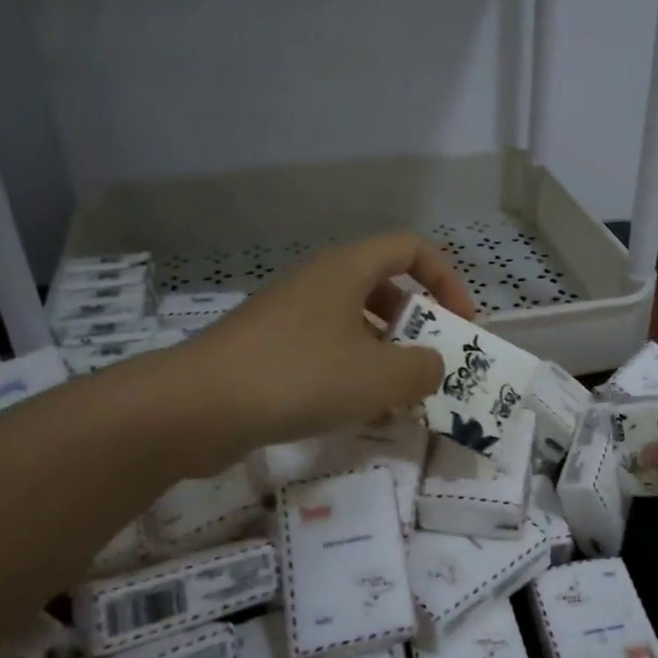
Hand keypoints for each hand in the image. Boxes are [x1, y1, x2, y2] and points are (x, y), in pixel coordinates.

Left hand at [183, 232, 475, 455]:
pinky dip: (351, 370)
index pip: (412, 248)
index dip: (446, 279)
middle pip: (384, 284)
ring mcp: (290, 314)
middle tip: (430, 361)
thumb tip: (430, 366)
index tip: (460, 323)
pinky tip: (354, 410)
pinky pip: (326, 348)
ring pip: (354, 321)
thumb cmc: (300, 376)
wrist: (197, 406)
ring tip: (398, 394)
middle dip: (416, 321)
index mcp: (347, 269)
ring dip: (385, 351)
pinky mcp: (269, 348)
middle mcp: (319, 282)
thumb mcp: (380, 377)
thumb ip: (423, 369)